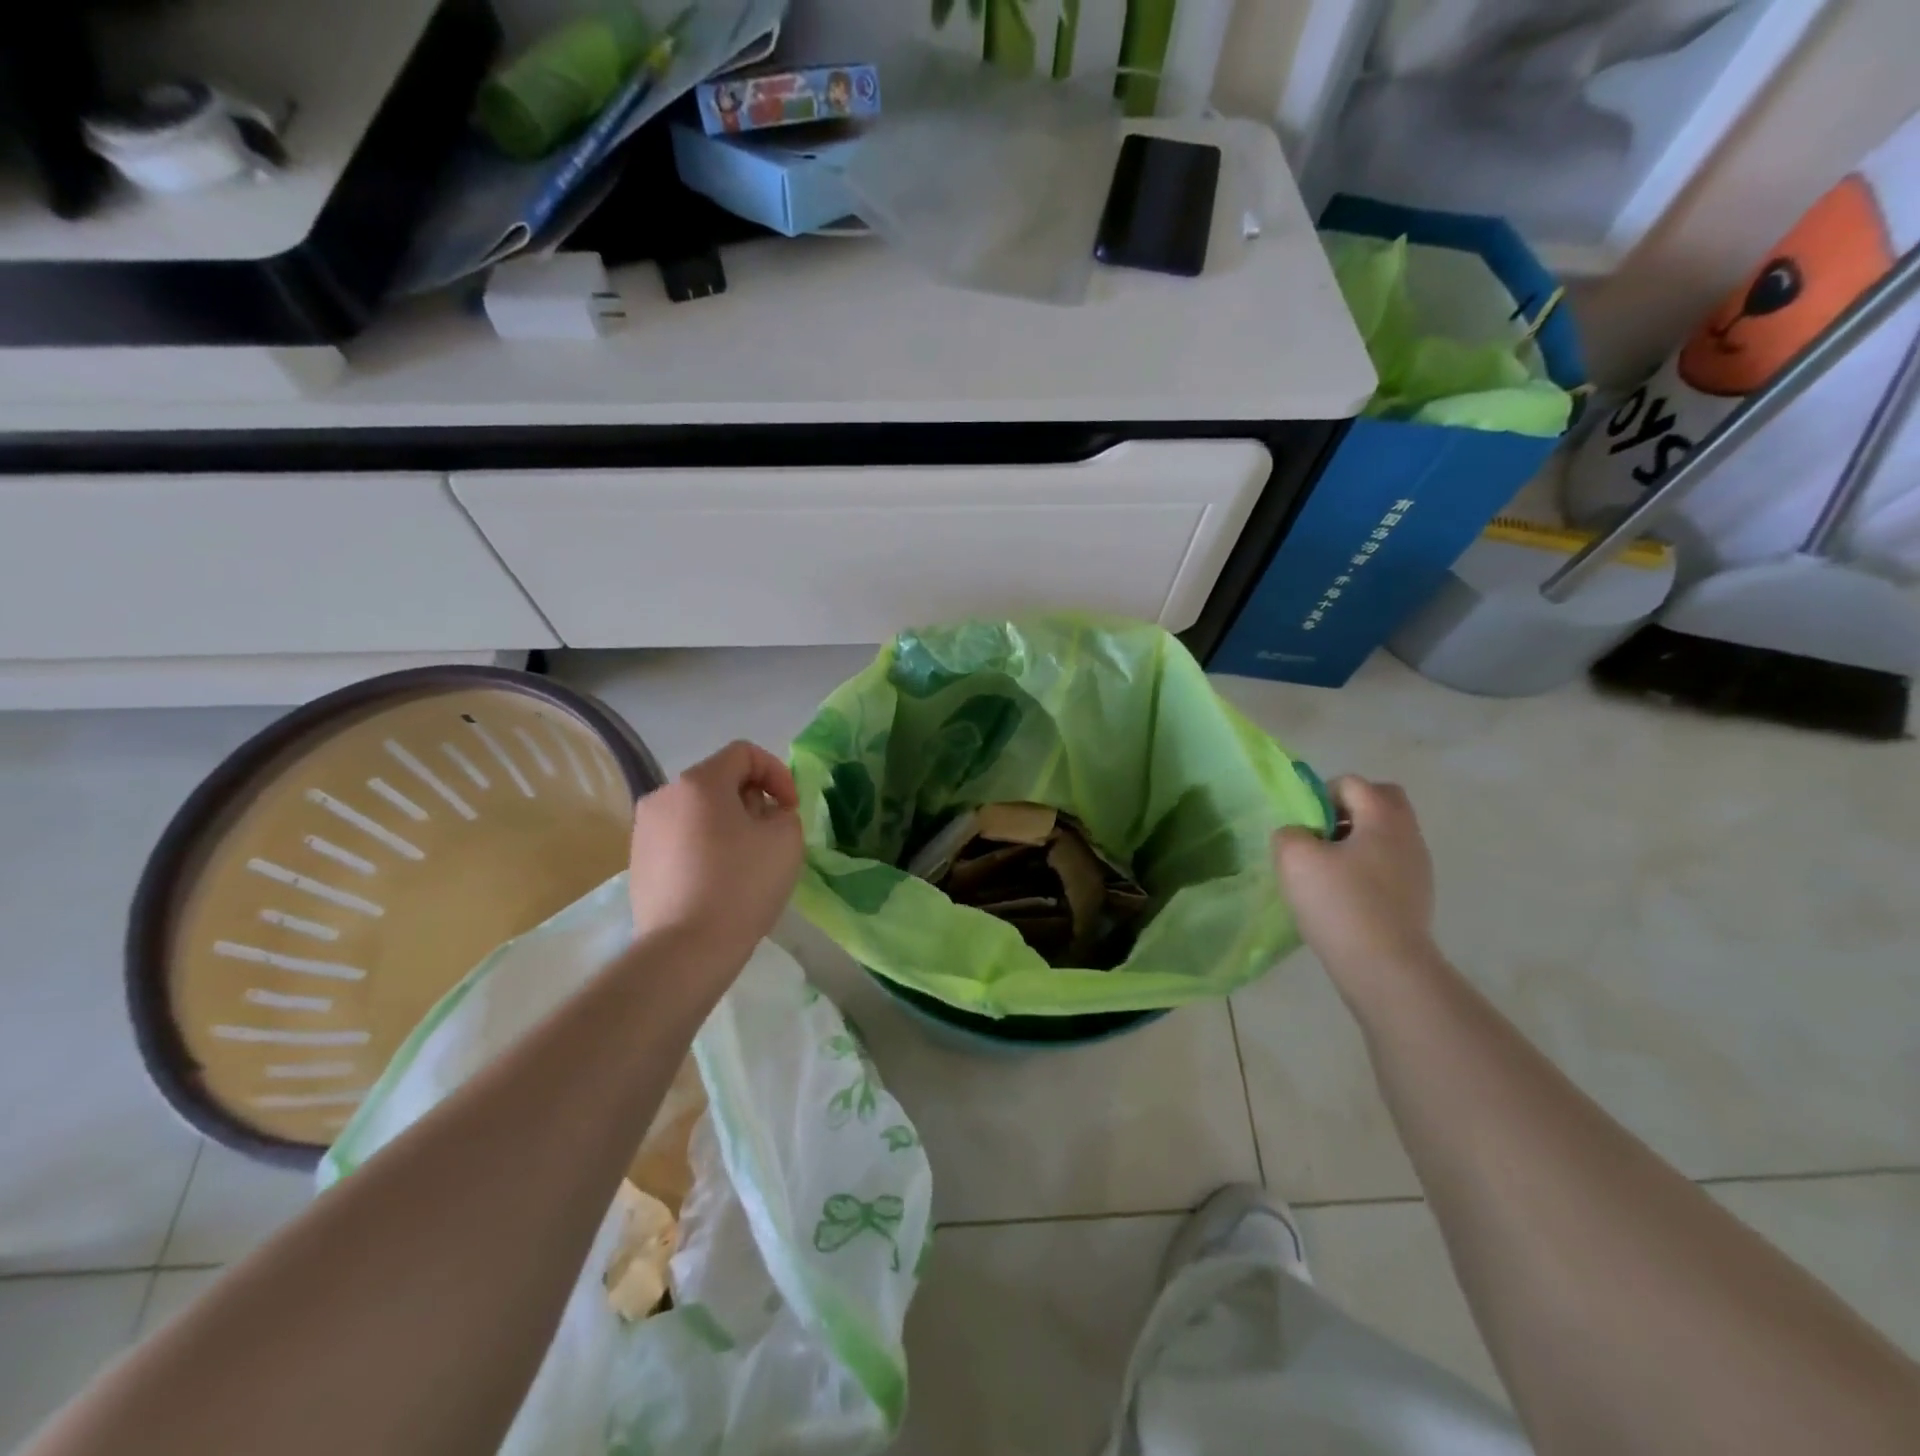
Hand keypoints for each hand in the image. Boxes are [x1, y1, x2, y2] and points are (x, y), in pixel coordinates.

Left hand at [628, 741, 803, 966]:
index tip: (790, 809)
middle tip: (772, 834)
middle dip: (752, 799)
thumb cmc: (741, 885)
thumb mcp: (786, 839)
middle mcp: (664, 796)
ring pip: (698, 811)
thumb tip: (764, 814)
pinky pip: (681, 838)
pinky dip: (705, 846)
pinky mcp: (638, 862)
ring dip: (728, 823)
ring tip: (746, 860)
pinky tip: (719, 881)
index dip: (776, 773)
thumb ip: (783, 811)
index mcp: (699, 782)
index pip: (744, 753)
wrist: (685, 949)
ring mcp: (645, 830)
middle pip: (719, 780)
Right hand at [1274, 776, 1437, 994]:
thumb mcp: (1294, 858)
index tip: (1305, 827)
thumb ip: (1289, 833)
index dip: (1321, 795)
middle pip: (1381, 801)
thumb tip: (1300, 835)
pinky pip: (1389, 865)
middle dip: (1349, 810)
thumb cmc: (1339, 903)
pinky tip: (1345, 896)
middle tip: (1321, 836)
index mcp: (1383, 817)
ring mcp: (1418, 868)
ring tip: (1328, 871)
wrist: (1385, 967)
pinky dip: (1366, 869)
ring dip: (1357, 842)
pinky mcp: (1417, 897)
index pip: (1351, 783)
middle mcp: (1408, 835)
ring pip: (1385, 835)